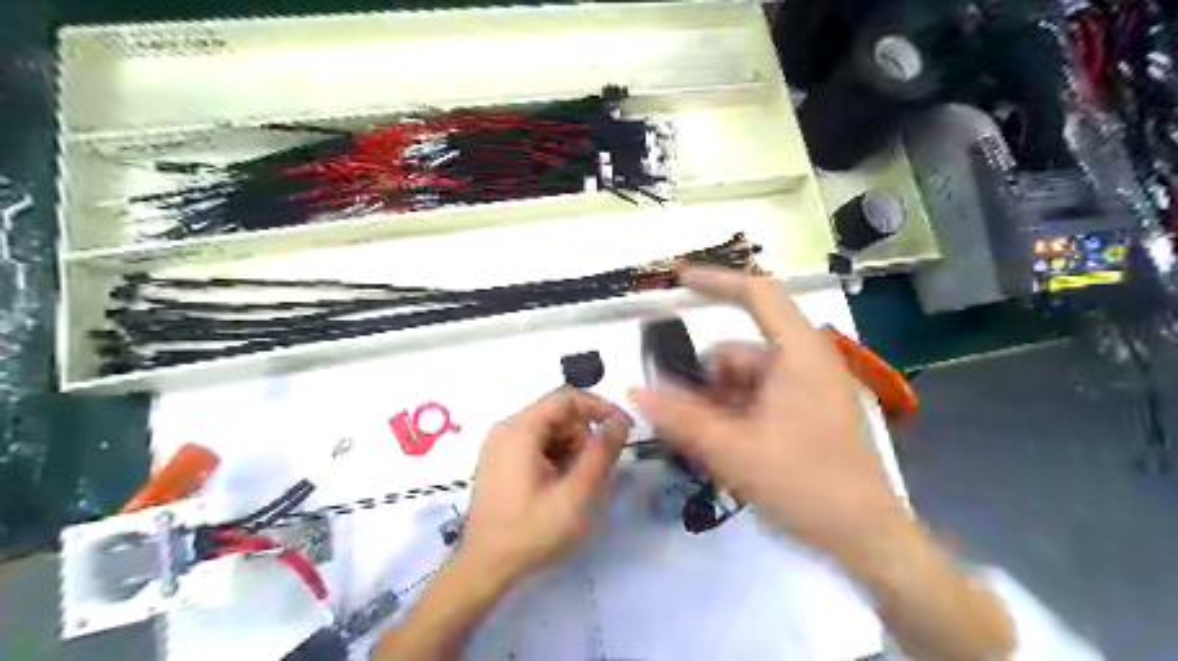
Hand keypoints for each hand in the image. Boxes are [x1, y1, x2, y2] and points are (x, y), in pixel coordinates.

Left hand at [457, 387, 630, 587]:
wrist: (485, 567)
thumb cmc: (531, 531)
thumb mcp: (576, 494)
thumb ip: (601, 453)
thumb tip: (620, 421)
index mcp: (520, 429)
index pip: (567, 398)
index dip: (600, 407)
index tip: (623, 429)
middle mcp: (507, 428)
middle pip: (558, 414)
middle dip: (583, 437)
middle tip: (592, 472)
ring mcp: (500, 444)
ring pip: (550, 430)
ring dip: (571, 450)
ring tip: (573, 486)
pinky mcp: (499, 460)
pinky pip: (537, 444)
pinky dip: (556, 458)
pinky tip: (557, 487)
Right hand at [629, 266, 898, 560]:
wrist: (868, 541)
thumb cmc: (808, 487)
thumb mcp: (735, 451)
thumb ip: (681, 418)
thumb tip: (634, 390)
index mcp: (800, 355)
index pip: (758, 294)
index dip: (716, 281)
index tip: (677, 280)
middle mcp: (807, 363)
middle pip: (740, 352)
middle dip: (707, 383)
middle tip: (686, 423)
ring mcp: (810, 389)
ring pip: (745, 381)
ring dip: (719, 405)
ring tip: (710, 448)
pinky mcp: (809, 413)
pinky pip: (759, 399)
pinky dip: (737, 416)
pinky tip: (728, 450)